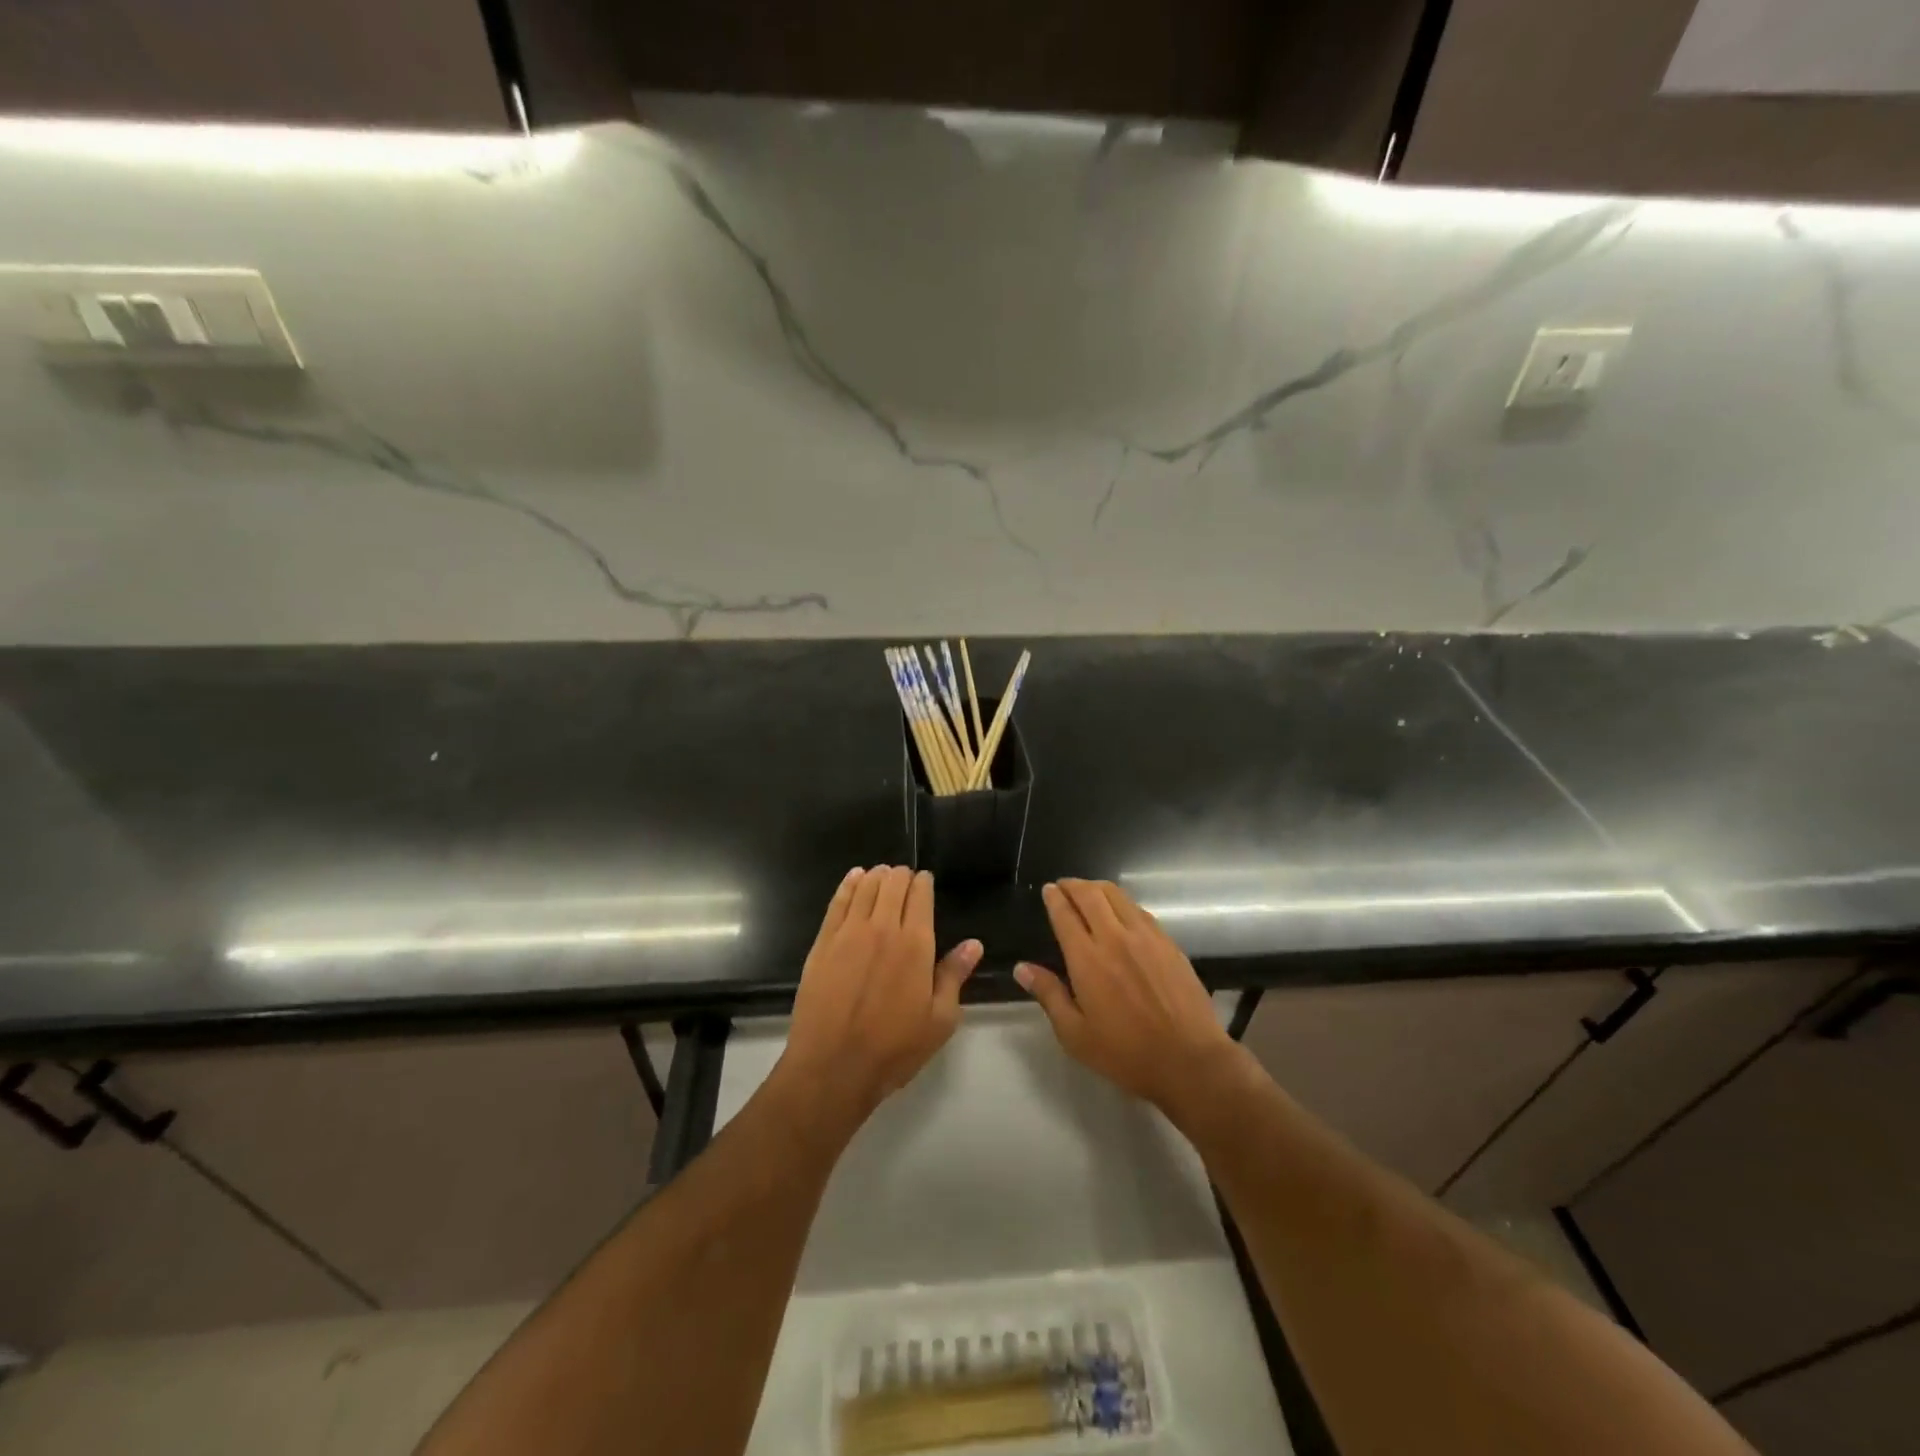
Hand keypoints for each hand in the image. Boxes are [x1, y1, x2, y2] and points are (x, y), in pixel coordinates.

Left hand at [777, 866, 981, 1130]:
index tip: (925, 882)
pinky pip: (838, 901)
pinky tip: (855, 878)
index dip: (924, 883)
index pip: (921, 895)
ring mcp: (849, 932)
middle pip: (893, 883)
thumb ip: (954, 975)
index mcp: (916, 944)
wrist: (833, 1067)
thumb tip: (973, 944)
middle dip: (902, 875)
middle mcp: (883, 928)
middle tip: (905, 879)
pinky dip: (849, 884)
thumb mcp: (939, 1020)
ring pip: (866, 886)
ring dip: (877, 875)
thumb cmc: (894, 1049)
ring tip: (882, 875)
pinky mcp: (823, 942)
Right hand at [1016, 879, 1238, 1116]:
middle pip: (1090, 895)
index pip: (1065, 914)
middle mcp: (1115, 937)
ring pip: (1118, 896)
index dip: (1054, 898)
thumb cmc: (1126, 1053)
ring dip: (1098, 888)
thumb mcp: (1075, 1034)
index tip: (1048, 889)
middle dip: (1073, 885)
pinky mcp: (1168, 942)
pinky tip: (1121, 912)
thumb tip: (1021, 968)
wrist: (1189, 1060)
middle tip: (1064, 885)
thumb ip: (1048, 995)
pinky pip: (1139, 910)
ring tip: (1088, 892)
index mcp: (1087, 959)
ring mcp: (1146, 936)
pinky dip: (1123, 903)